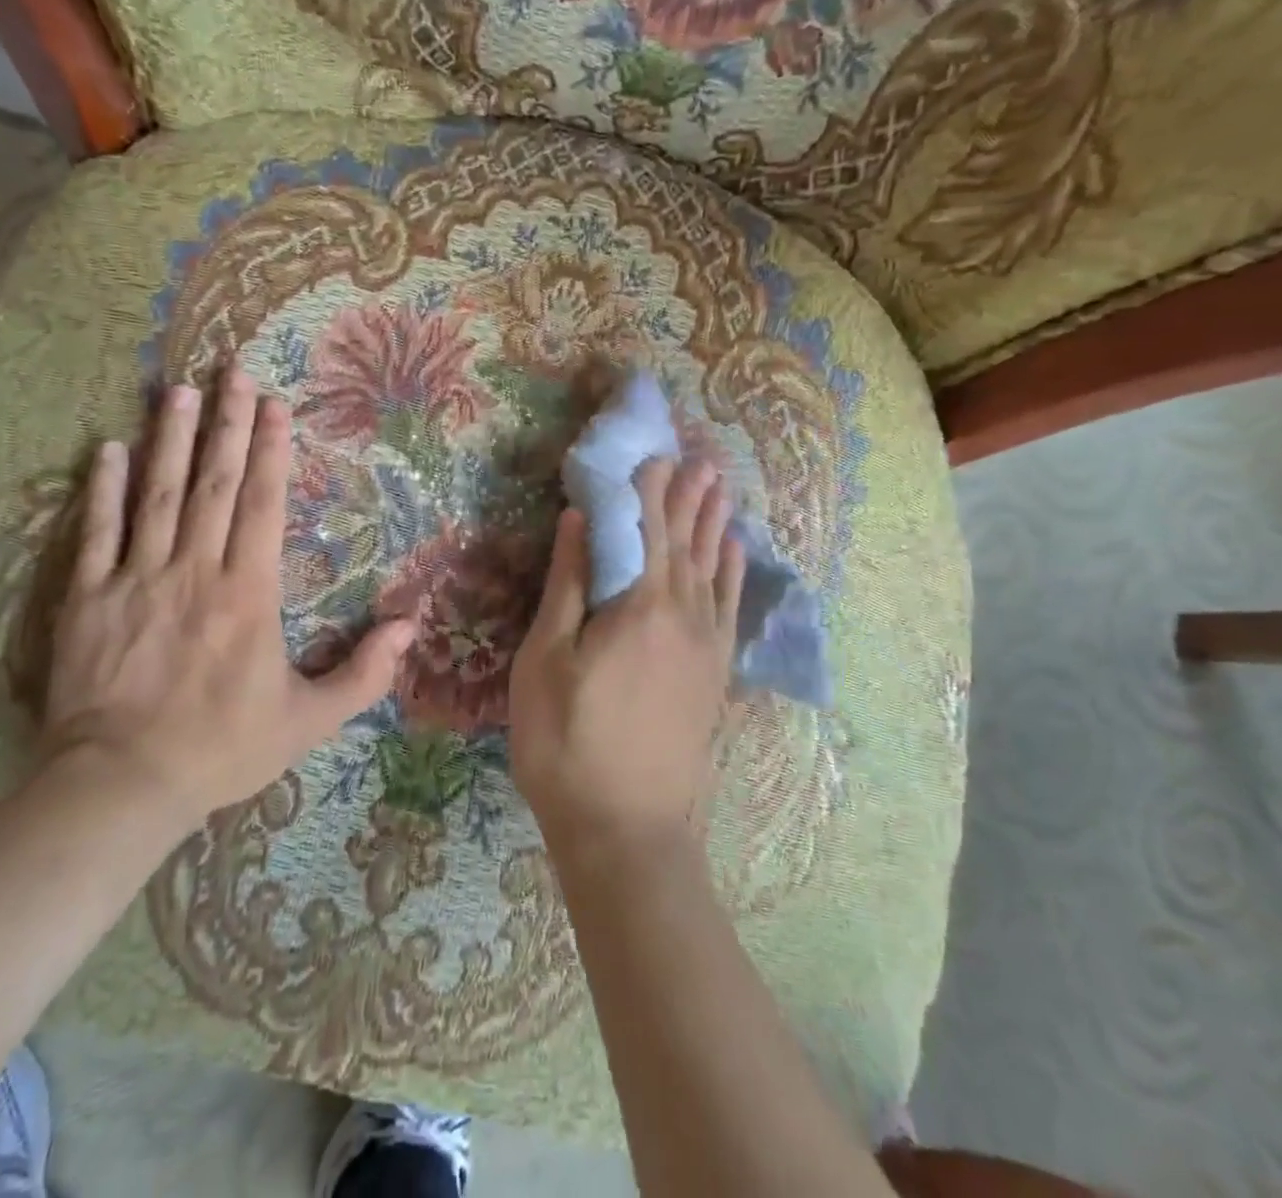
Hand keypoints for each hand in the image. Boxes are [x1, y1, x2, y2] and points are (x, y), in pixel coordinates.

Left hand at [41, 370, 414, 826]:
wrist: (121, 786)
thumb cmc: (223, 748)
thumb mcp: (309, 720)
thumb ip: (365, 673)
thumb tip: (410, 625)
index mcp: (249, 592)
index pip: (263, 505)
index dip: (272, 451)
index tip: (276, 405)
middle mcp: (196, 569)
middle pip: (215, 483)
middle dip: (228, 424)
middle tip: (234, 372)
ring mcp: (138, 579)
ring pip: (158, 494)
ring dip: (171, 438)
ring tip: (179, 390)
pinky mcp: (89, 598)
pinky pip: (97, 533)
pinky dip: (103, 489)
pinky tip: (109, 449)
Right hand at [508, 458, 743, 864]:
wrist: (629, 831)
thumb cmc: (567, 743)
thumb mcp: (546, 660)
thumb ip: (568, 584)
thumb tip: (577, 519)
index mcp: (641, 603)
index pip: (646, 527)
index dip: (646, 487)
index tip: (650, 450)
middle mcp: (685, 613)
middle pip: (686, 539)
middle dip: (687, 494)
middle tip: (696, 455)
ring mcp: (707, 644)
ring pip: (714, 566)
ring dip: (714, 522)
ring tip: (719, 485)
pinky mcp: (716, 673)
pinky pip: (731, 605)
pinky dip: (734, 570)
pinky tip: (735, 551)